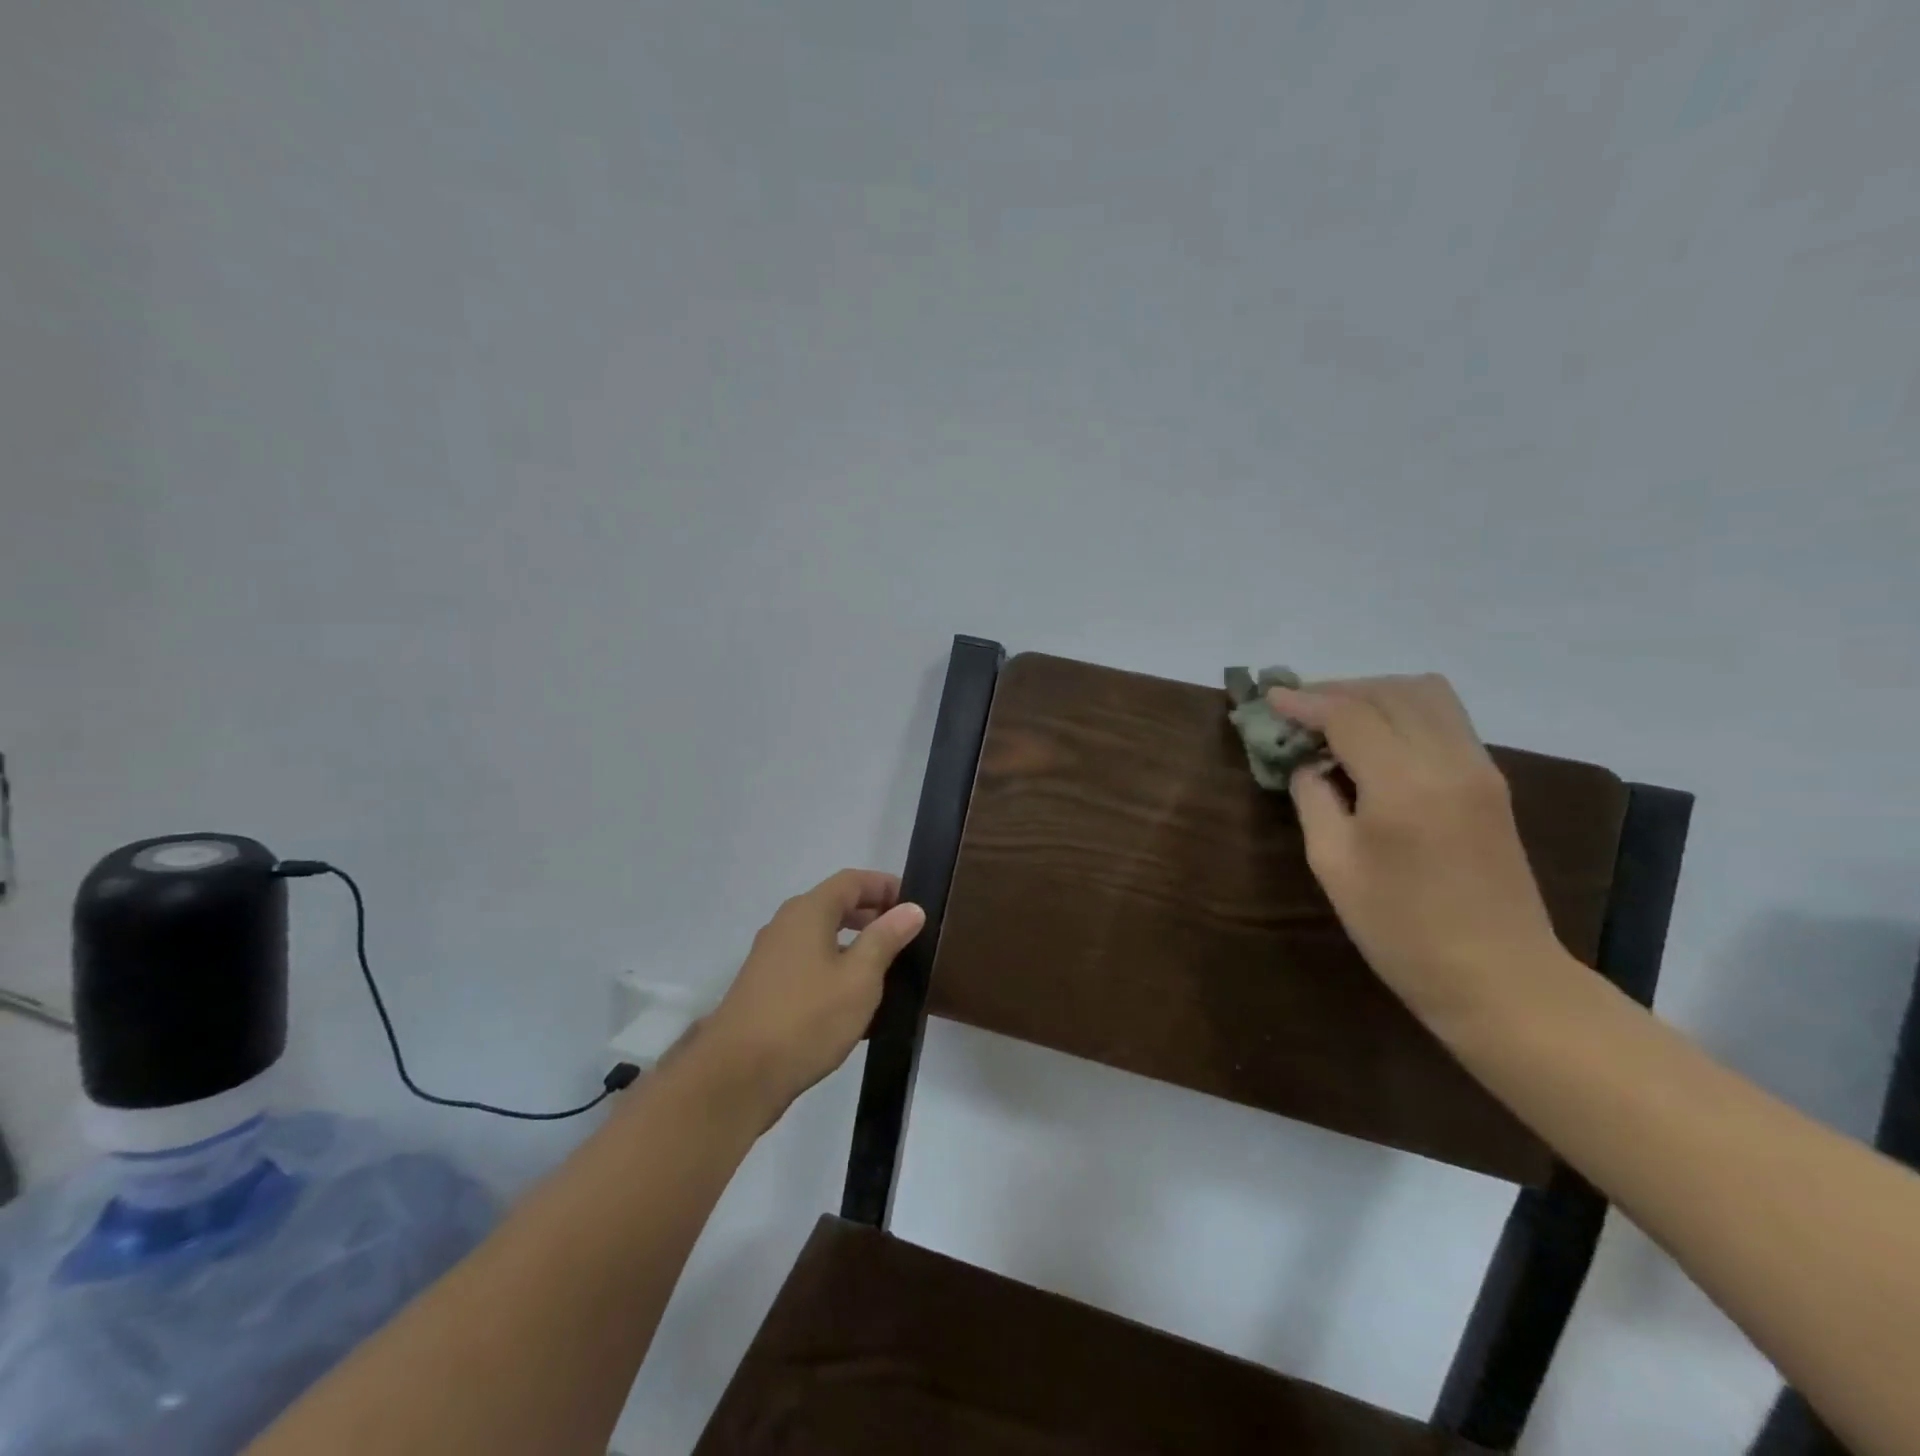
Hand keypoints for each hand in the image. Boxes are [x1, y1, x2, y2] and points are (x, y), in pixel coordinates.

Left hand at [694, 869, 925, 1125]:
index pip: (852, 881)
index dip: (884, 886)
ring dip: (854, 946)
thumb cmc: (807, 1017)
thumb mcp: (859, 977)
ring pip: (821, 938)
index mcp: (808, 912)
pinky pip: (809, 965)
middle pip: (834, 906)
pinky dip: (835, 970)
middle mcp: (785, 925)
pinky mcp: (765, 989)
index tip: (913, 904)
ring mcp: (771, 958)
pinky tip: (854, 1004)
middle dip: (871, 915)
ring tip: (886, 970)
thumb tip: (911, 908)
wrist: (737, 1076)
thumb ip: (886, 938)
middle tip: (905, 936)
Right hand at [1266, 676, 1568, 1023]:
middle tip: (1298, 710)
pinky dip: (1402, 711)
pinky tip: (1375, 740)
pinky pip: (1445, 718)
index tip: (1270, 698)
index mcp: (1405, 785)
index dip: (1304, 701)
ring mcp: (1479, 768)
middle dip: (1337, 690)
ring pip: (1426, 694)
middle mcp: (1449, 761)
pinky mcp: (1491, 782)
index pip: (1349, 714)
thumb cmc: (1400, 929)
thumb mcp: (1333, 865)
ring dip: (1374, 693)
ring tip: (1336, 718)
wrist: (1498, 977)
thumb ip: (1313, 800)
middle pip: (1390, 691)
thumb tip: (1307, 764)